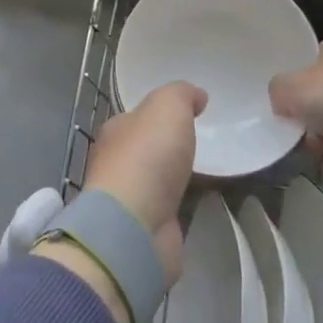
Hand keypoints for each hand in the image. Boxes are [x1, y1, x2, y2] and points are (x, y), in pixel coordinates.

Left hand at [34, 82, 204, 322]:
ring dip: (175, 177)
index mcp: (115, 131)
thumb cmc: (147, 157)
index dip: (159, 114)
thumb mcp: (167, 107)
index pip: (137, 117)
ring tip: (207, 172)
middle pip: (145, 149)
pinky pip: (168, 208)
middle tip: (199, 143)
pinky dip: (182, 203)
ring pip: (156, 180)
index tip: (188, 115)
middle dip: (168, 147)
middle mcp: (116, 163)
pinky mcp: (144, 227)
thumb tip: (197, 96)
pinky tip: (201, 200)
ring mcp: (128, 198)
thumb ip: (181, 94)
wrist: (134, 226)